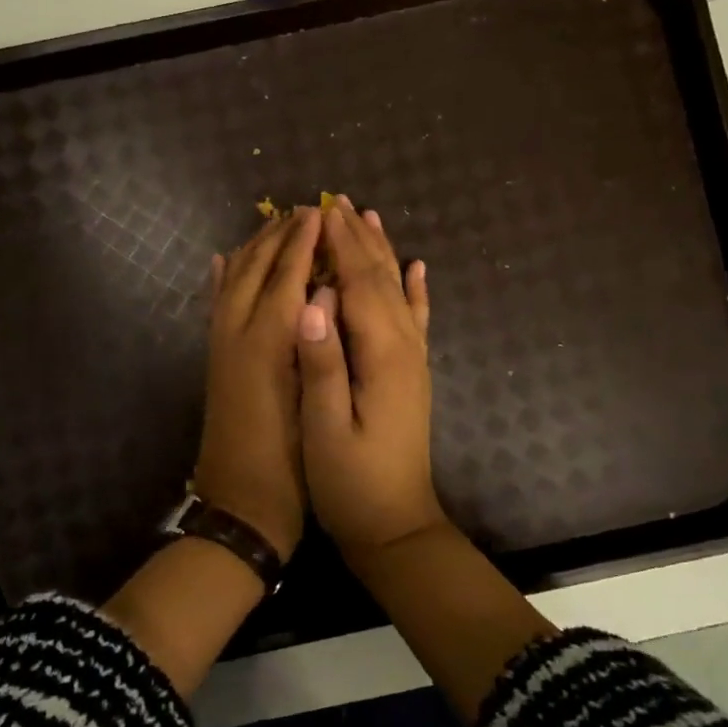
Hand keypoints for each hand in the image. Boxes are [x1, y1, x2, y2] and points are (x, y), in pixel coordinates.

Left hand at [189, 205, 321, 561]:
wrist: (239, 507)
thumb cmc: (289, 464)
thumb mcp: (310, 404)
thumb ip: (313, 347)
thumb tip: (323, 296)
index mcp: (265, 344)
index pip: (287, 276)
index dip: (304, 242)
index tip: (319, 211)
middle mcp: (237, 334)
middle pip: (257, 270)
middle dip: (280, 236)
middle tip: (304, 209)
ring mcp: (221, 346)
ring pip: (235, 281)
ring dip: (254, 248)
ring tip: (274, 224)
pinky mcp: (215, 360)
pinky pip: (216, 305)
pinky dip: (223, 277)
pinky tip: (225, 261)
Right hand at [295, 195, 444, 556]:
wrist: (395, 525)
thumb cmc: (350, 482)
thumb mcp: (323, 428)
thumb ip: (320, 363)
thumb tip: (310, 301)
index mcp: (380, 355)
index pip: (357, 285)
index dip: (339, 246)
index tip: (321, 210)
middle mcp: (404, 347)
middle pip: (380, 279)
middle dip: (358, 239)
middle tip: (338, 201)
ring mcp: (413, 359)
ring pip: (398, 291)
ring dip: (383, 252)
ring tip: (369, 218)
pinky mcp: (413, 373)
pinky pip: (417, 319)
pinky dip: (416, 288)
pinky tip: (417, 268)